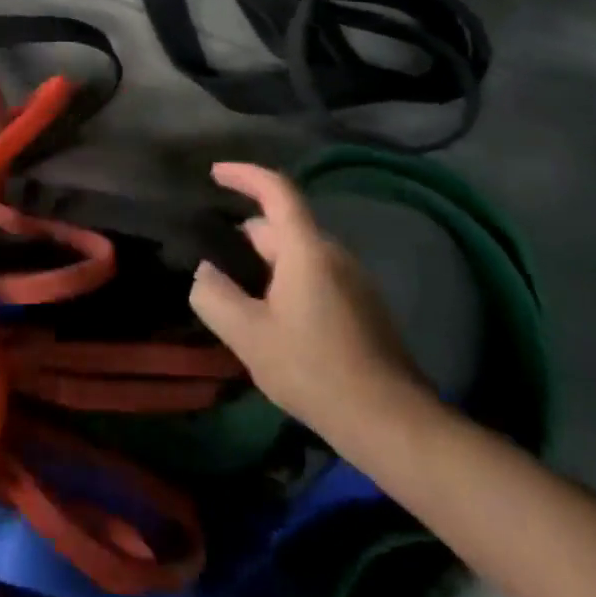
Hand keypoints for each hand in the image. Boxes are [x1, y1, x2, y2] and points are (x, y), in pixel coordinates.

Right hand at [189, 162, 429, 448]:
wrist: (392, 423)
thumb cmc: (315, 370)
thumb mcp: (250, 336)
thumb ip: (215, 297)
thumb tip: (204, 272)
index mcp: (306, 249)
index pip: (276, 190)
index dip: (244, 174)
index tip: (214, 174)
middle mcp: (332, 253)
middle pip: (283, 226)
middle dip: (244, 234)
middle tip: (211, 256)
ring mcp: (353, 280)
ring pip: (298, 254)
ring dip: (265, 262)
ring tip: (235, 293)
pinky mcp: (362, 307)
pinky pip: (314, 277)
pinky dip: (285, 281)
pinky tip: (270, 319)